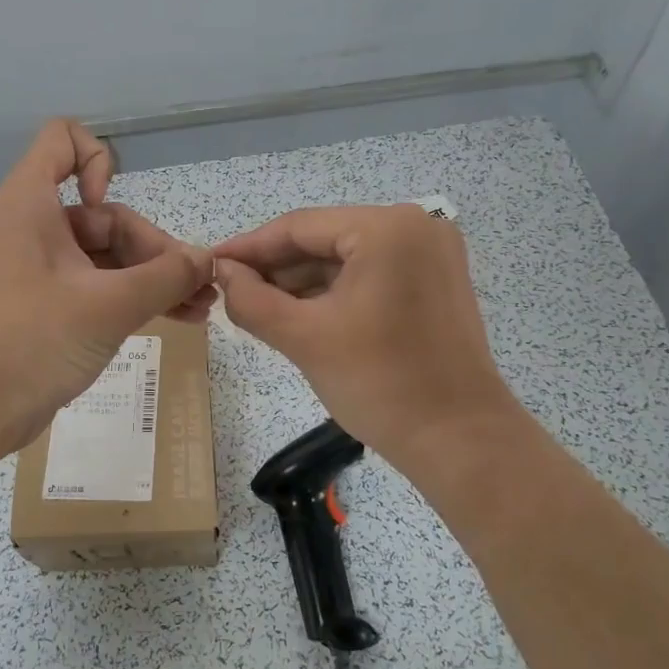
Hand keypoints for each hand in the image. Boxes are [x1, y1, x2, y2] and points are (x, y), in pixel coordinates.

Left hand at [0, 120, 214, 454]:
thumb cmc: (34, 339)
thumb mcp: (109, 305)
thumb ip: (166, 277)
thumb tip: (208, 259)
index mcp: (32, 204)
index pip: (64, 140)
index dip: (100, 162)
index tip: (112, 208)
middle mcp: (35, 228)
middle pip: (106, 217)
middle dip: (155, 249)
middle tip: (198, 289)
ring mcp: (42, 270)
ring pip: (108, 257)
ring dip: (154, 278)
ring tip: (202, 308)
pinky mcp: (49, 306)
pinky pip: (99, 287)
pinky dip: (134, 298)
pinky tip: (179, 318)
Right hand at [213, 205, 522, 475]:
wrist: (459, 441)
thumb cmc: (380, 384)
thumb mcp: (304, 338)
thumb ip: (251, 299)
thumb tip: (221, 273)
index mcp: (387, 228)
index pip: (300, 227)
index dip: (249, 247)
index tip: (209, 265)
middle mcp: (415, 227)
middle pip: (325, 240)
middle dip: (275, 269)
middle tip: (228, 292)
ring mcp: (431, 255)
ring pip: (346, 259)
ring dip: (302, 283)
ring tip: (255, 307)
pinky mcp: (436, 283)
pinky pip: (371, 276)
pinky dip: (334, 294)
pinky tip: (298, 314)